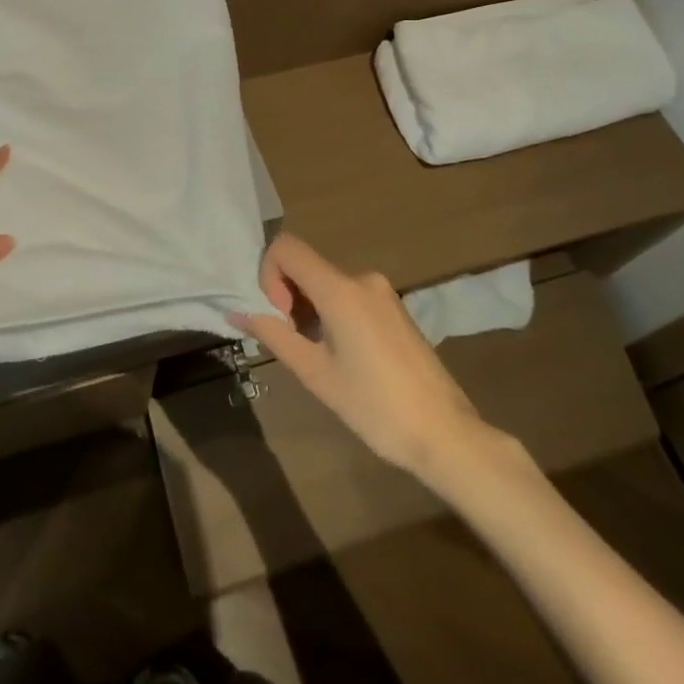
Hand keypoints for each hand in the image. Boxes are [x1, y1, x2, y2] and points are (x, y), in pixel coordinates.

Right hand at [233, 233, 500, 480]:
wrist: (447, 435)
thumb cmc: (375, 407)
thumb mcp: (315, 373)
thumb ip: (273, 335)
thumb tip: (236, 312)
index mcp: (340, 288)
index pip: (286, 248)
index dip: (269, 275)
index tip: (280, 318)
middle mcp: (362, 278)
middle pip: (306, 266)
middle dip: (288, 297)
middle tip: (295, 344)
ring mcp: (383, 292)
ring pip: (327, 283)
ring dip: (309, 309)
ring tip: (320, 357)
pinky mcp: (395, 309)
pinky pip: (349, 296)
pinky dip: (332, 314)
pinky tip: (344, 357)